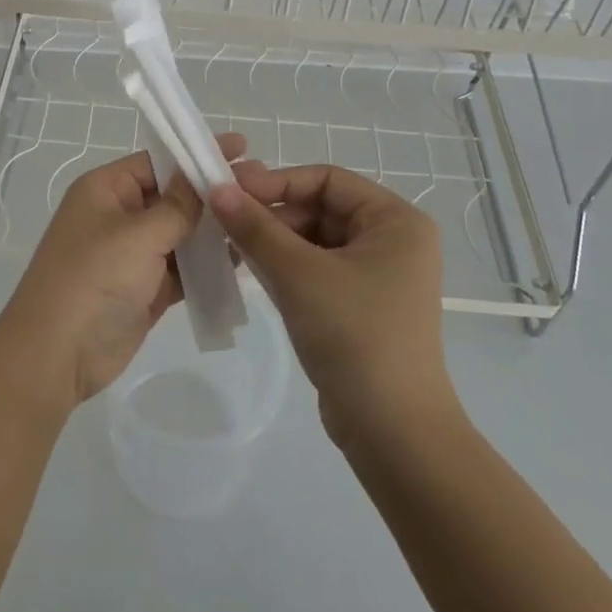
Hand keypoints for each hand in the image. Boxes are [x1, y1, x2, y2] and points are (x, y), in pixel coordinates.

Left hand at [0, 135, 246, 405]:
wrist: (57, 354)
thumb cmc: (94, 278)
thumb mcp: (138, 234)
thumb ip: (177, 206)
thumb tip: (202, 178)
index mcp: (105, 189)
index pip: (157, 161)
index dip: (196, 154)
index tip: (241, 148)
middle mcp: (118, 216)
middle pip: (172, 196)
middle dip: (211, 193)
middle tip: (261, 185)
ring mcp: (131, 254)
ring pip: (180, 233)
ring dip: (214, 229)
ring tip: (261, 219)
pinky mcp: (144, 289)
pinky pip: (182, 268)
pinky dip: (207, 265)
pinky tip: (243, 258)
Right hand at [210, 163, 456, 446]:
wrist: (393, 432)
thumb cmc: (354, 335)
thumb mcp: (298, 273)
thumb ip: (255, 227)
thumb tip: (216, 188)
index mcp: (395, 220)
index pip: (326, 179)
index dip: (276, 181)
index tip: (230, 190)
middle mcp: (392, 240)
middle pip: (319, 208)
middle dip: (271, 214)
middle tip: (223, 221)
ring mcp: (378, 275)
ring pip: (313, 239)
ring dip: (272, 240)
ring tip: (228, 246)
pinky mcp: (360, 306)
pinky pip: (316, 269)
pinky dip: (284, 266)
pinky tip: (249, 271)